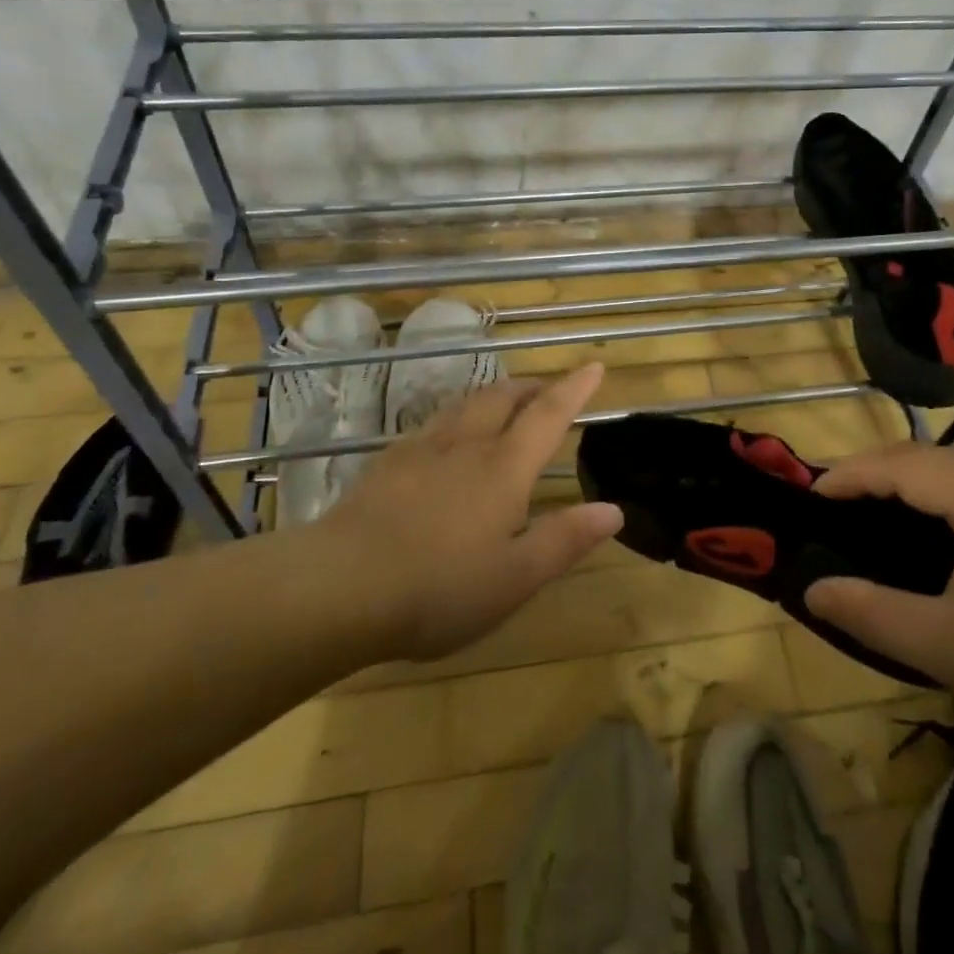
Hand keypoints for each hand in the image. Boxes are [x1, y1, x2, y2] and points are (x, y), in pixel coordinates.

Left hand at [322, 363, 621, 661]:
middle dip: (532, 387)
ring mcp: (423, 448)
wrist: (339, 585)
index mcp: (504, 468)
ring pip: (467, 404)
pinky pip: (434, 423)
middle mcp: (467, 444)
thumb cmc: (438, 587)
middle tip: (547, 389)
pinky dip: (457, 416)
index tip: (594, 366)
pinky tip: (447, 437)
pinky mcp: (389, 462)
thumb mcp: (515, 577)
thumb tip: (613, 509)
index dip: (574, 389)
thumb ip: (565, 539)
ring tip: (504, 402)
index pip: (549, 415)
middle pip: (504, 397)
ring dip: (494, 395)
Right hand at [803, 443, 953, 767]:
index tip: (812, 496)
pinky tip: (948, 534)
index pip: (905, 465)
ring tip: (884, 512)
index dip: (852, 474)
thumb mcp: (950, 648)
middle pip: (936, 456)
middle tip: (842, 503)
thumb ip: (873, 612)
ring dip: (920, 481)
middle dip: (881, 471)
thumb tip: (814, 590)